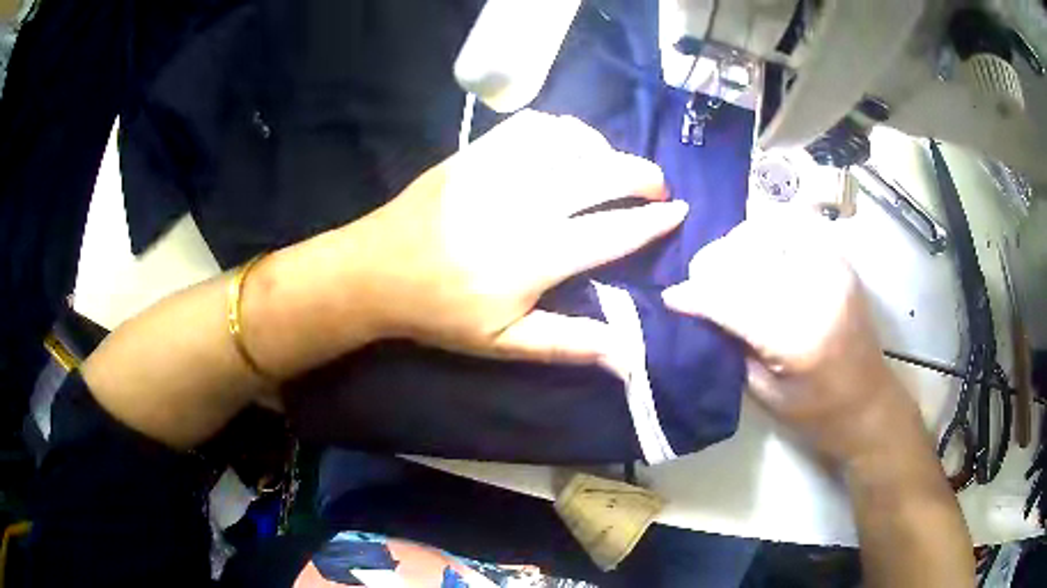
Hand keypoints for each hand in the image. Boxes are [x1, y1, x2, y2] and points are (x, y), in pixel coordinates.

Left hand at [345, 110, 686, 371]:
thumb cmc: (440, 312)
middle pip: (605, 173)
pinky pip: (534, 125)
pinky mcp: (477, 151)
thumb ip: (568, 343)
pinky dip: (563, 131)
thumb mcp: (503, 344)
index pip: (615, 230)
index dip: (654, 221)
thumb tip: (627, 353)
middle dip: (643, 176)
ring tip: (611, 169)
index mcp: (537, 254)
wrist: (376, 270)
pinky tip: (566, 147)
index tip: (679, 212)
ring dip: (605, 151)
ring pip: (574, 141)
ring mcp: (500, 168)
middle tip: (657, 188)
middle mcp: (526, 202)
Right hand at [662, 213, 921, 466]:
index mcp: (796, 338)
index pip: (732, 299)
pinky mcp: (840, 260)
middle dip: (713, 264)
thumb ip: (734, 344)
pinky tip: (759, 252)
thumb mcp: (765, 392)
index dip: (696, 295)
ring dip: (739, 245)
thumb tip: (700, 310)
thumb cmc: (816, 413)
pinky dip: (769, 233)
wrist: (868, 403)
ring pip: (770, 230)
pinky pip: (796, 226)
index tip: (672, 297)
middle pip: (749, 255)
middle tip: (699, 281)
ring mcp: (832, 268)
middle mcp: (816, 292)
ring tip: (728, 266)